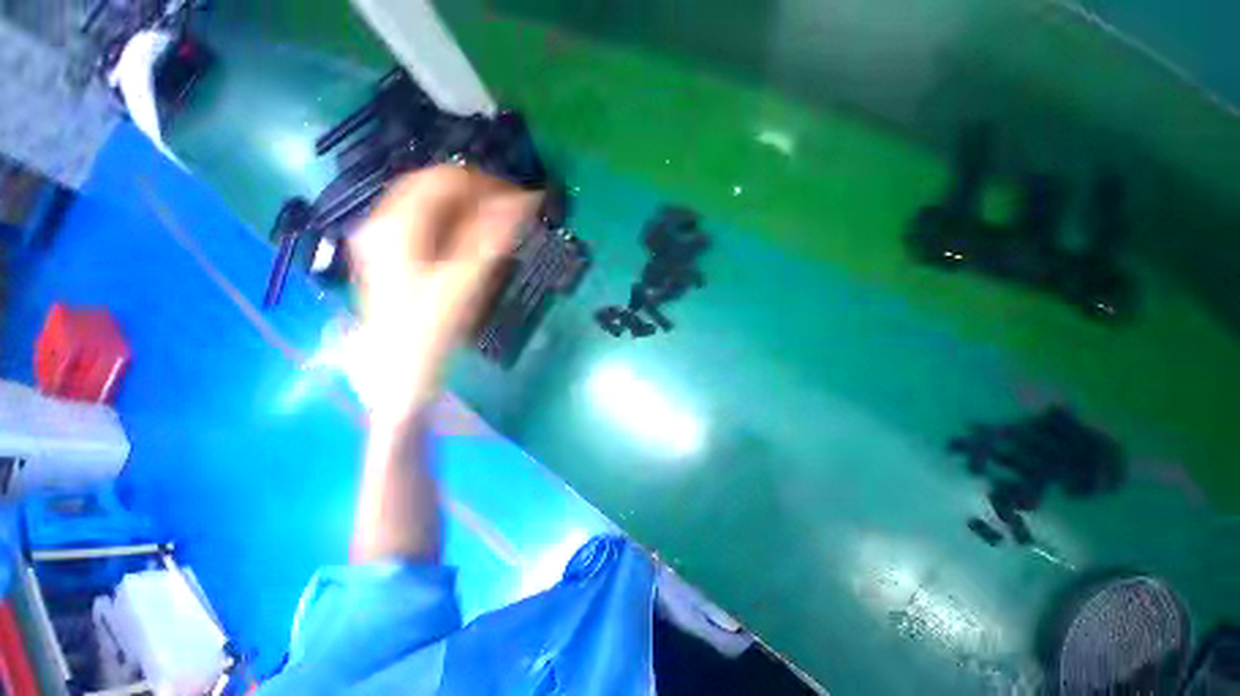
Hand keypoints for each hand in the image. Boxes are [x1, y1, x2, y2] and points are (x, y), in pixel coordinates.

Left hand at [348, 166, 540, 420]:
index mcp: (396, 224)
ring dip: (470, 209)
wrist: (397, 370)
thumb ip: (491, 239)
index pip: (444, 180)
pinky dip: (458, 224)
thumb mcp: (463, 283)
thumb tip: (525, 201)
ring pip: (433, 205)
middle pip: (436, 188)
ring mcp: (386, 237)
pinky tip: (476, 240)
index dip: (486, 184)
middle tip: (515, 213)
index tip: (521, 200)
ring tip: (502, 225)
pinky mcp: (395, 253)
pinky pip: (430, 224)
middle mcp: (384, 221)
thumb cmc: (429, 329)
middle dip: (479, 194)